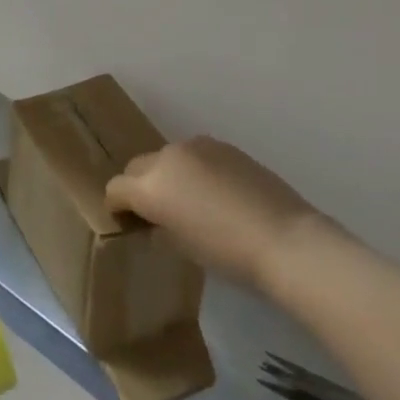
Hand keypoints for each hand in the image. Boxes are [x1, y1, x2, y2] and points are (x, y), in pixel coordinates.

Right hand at [106, 137, 342, 292]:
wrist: (284, 238)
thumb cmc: (226, 253)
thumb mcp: (182, 247)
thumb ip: (160, 227)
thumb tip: (157, 222)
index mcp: (150, 186)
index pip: (116, 188)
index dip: (118, 207)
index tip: (129, 223)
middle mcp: (167, 157)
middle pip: (137, 166)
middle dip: (140, 186)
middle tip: (157, 213)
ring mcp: (197, 146)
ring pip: (167, 157)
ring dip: (169, 175)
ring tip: (190, 201)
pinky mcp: (223, 145)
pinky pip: (196, 155)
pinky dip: (195, 169)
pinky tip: (216, 193)